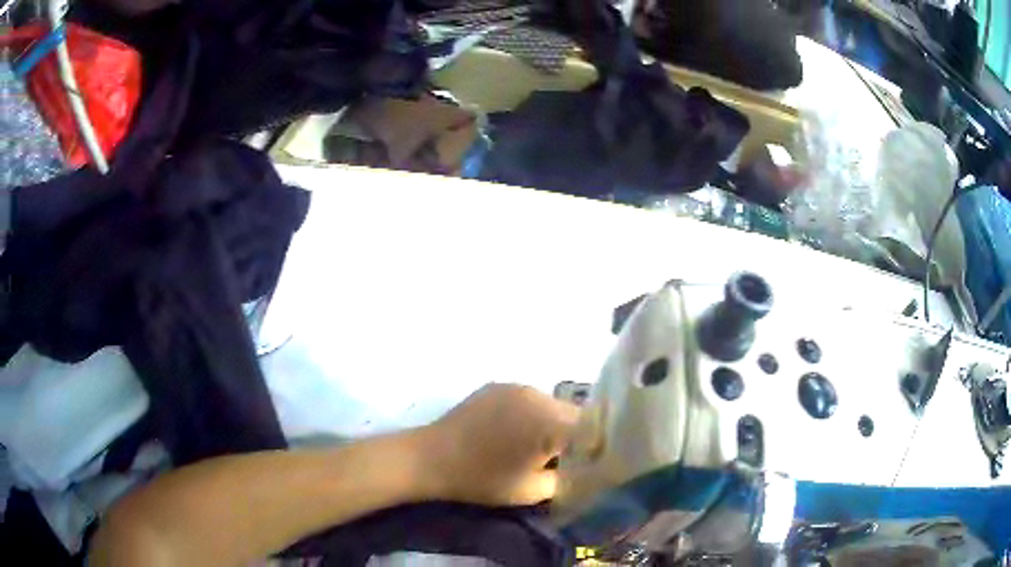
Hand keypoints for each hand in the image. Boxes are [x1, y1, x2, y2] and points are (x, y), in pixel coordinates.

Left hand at [417, 384, 580, 506]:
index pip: (592, 428)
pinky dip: (532, 414)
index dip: (595, 446)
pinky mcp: (498, 385)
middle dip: (574, 435)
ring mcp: (516, 387)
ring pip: (551, 404)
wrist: (431, 457)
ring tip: (537, 445)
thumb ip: (566, 480)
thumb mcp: (532, 491)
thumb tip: (582, 471)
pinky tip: (514, 432)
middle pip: (573, 414)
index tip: (589, 463)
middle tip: (563, 458)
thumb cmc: (482, 479)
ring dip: (552, 423)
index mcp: (550, 423)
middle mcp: (539, 396)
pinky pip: (529, 398)